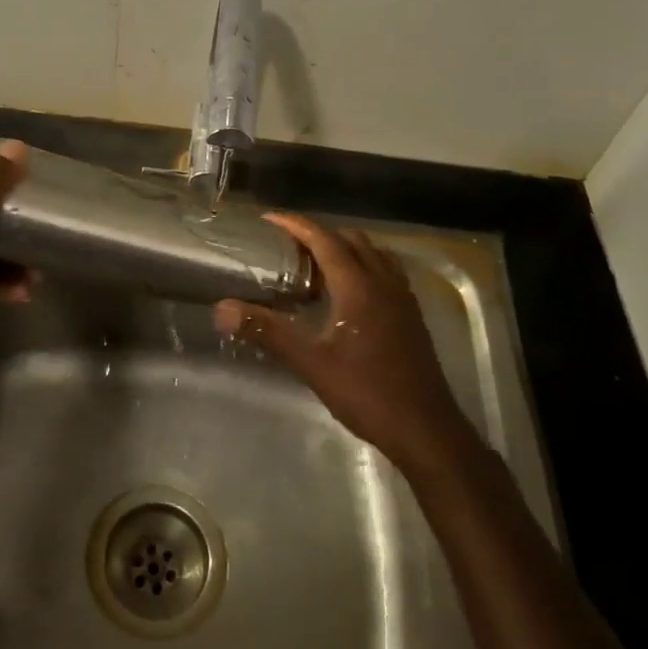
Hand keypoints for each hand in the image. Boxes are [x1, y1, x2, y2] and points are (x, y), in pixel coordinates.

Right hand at [213, 213, 475, 478]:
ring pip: (372, 254)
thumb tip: (222, 309)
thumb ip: (267, 331)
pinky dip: (363, 266)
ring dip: (343, 249)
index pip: (325, 240)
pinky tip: (348, 292)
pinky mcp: (411, 314)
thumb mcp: (311, 362)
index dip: (296, 225)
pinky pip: (386, 272)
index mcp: (359, 285)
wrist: (425, 429)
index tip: (269, 219)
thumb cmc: (366, 392)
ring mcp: (402, 297)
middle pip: (351, 240)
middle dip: (318, 235)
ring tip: (315, 265)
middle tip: (287, 246)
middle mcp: (383, 281)